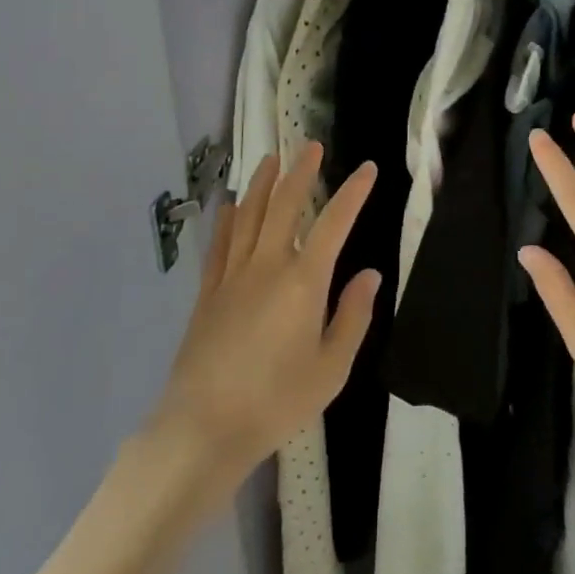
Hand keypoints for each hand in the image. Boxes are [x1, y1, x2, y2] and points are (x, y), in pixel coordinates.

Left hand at [151, 145, 379, 496]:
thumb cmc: (277, 401)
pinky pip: (219, 244)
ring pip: (248, 216)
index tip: (367, 168)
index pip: (334, 223)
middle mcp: (268, 265)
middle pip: (284, 205)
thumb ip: (353, 316)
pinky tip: (228, 204)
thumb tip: (370, 273)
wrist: (204, 428)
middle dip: (300, 172)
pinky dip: (226, 219)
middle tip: (311, 146)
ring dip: (262, 183)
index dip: (353, 193)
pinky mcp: (208, 293)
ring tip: (271, 158)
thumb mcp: (332, 367)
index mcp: (304, 281)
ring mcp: (233, 276)